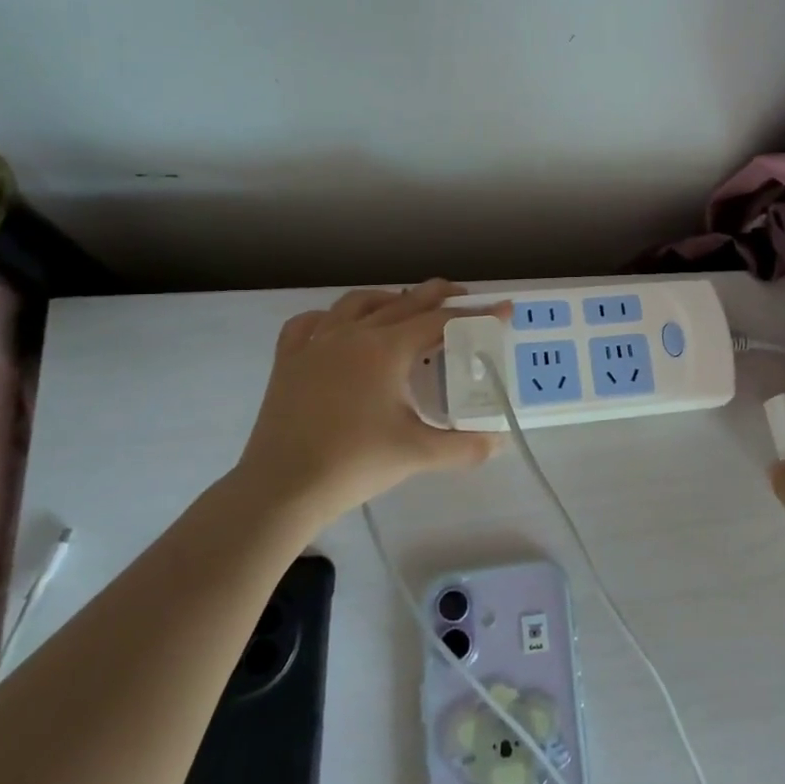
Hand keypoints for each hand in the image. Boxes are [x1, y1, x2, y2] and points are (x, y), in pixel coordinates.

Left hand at [236, 280, 508, 522]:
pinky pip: (310, 323)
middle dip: (436, 295)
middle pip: (402, 302)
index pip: (441, 322)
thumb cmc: (354, 464)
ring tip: (404, 305)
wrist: (282, 488)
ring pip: (356, 303)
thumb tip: (499, 442)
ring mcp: (315, 344)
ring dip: (387, 299)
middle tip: (462, 296)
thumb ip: (465, 446)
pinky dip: (330, 317)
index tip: (502, 309)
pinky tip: (337, 327)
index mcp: (386, 349)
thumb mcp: (417, 454)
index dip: (475, 315)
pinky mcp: (288, 361)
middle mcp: (352, 334)